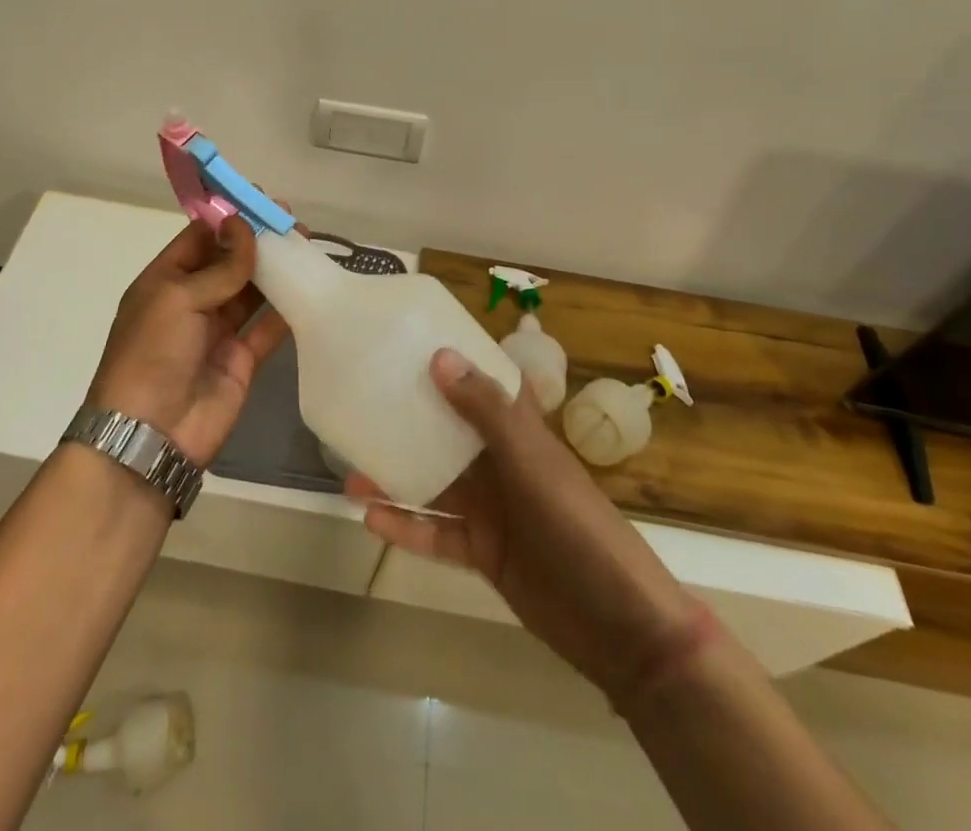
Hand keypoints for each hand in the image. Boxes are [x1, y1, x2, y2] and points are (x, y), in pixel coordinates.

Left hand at [86, 218, 287, 466]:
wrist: (150, 434)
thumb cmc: (152, 353)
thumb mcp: (178, 299)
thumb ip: (219, 266)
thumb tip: (244, 225)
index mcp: (165, 281)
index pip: (199, 238)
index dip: (228, 219)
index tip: (260, 199)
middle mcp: (191, 301)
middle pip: (229, 262)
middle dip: (257, 241)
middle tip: (291, 221)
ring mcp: (217, 331)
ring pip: (251, 292)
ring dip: (275, 270)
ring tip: (306, 246)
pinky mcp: (242, 359)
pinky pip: (267, 328)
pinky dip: (287, 310)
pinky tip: (309, 288)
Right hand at [349, 349, 709, 714]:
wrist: (621, 627)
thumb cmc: (579, 527)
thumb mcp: (532, 463)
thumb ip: (486, 411)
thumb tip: (439, 356)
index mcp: (520, 433)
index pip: (486, 384)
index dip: (456, 362)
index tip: (411, 342)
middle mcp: (502, 464)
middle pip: (448, 434)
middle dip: (409, 421)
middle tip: (360, 407)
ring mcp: (492, 510)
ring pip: (434, 484)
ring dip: (396, 477)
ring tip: (349, 469)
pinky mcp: (483, 553)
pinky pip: (436, 533)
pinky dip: (406, 528)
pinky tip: (371, 519)